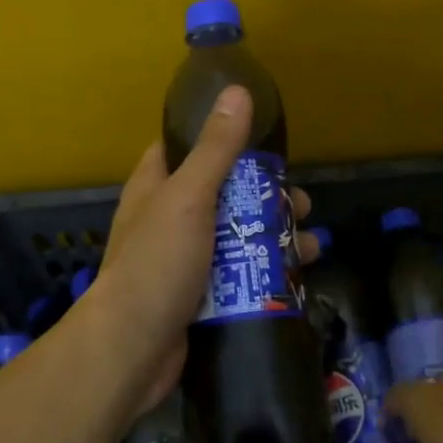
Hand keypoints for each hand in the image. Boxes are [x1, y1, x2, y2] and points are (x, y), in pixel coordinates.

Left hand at [80, 85, 317, 418]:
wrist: (131, 351)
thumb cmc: (157, 263)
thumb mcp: (189, 197)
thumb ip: (215, 148)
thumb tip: (237, 90)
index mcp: (156, 186)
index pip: (185, 146)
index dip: (220, 137)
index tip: (263, 139)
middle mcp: (169, 218)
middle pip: (224, 194)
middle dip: (265, 197)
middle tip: (303, 203)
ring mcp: (185, 259)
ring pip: (237, 236)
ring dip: (275, 237)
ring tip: (311, 245)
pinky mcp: (201, 295)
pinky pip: (239, 274)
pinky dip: (266, 271)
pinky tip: (298, 276)